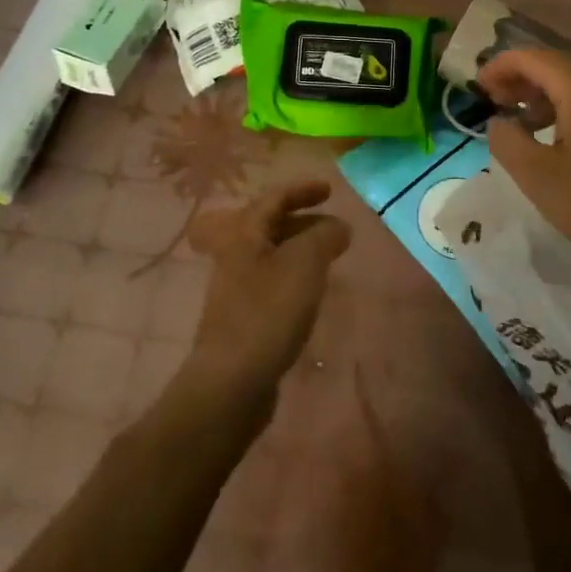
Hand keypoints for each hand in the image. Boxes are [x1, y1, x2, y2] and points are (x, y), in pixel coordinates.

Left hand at [182, 180, 349, 401]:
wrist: (232, 382)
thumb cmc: (268, 312)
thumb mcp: (304, 264)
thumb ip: (325, 237)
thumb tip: (339, 227)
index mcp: (244, 234)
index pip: (273, 197)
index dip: (301, 189)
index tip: (330, 189)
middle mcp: (236, 255)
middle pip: (269, 225)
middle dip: (302, 219)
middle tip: (334, 226)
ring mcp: (237, 288)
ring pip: (272, 254)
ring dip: (301, 248)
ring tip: (330, 257)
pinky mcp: (244, 317)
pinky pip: (273, 281)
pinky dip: (296, 275)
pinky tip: (312, 291)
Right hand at [478, 48, 570, 288]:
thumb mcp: (539, 178)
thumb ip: (507, 141)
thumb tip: (499, 121)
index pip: (531, 57)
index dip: (499, 68)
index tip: (478, 90)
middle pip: (558, 67)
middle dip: (522, 82)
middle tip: (497, 106)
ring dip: (549, 97)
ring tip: (528, 126)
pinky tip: (568, 141)